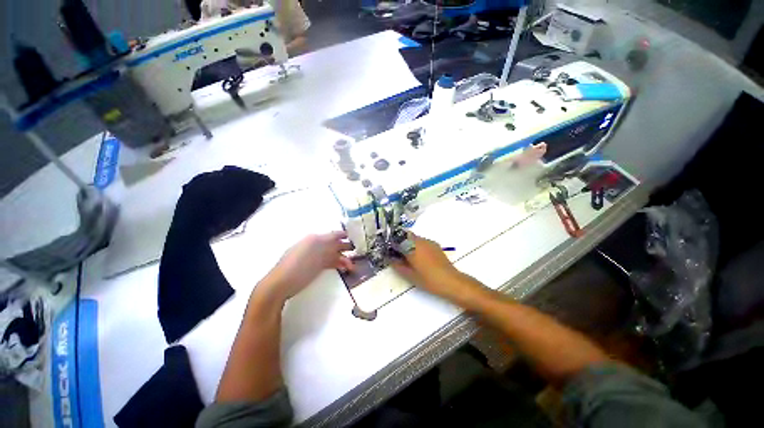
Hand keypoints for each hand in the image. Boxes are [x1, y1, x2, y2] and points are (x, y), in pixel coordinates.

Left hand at [258, 232, 353, 301]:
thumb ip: (327, 242)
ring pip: (332, 255)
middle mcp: (315, 247)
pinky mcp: (314, 268)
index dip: (342, 235)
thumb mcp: (313, 250)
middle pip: (333, 245)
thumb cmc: (297, 266)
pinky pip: (329, 263)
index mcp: (313, 240)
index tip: (353, 236)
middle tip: (357, 250)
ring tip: (352, 265)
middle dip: (345, 247)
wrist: (279, 285)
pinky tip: (344, 268)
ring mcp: (314, 258)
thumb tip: (340, 236)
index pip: (331, 235)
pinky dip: (337, 265)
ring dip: (343, 259)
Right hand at [392, 234, 483, 303]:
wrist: (450, 281)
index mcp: (411, 246)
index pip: (397, 238)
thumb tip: (389, 258)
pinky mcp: (435, 245)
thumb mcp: (409, 275)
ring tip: (408, 257)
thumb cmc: (428, 279)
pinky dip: (417, 246)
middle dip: (400, 242)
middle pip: (406, 236)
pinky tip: (419, 258)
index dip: (392, 242)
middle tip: (398, 253)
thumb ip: (397, 265)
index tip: (389, 249)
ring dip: (409, 243)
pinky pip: (422, 242)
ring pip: (414, 238)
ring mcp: (428, 242)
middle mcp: (419, 240)